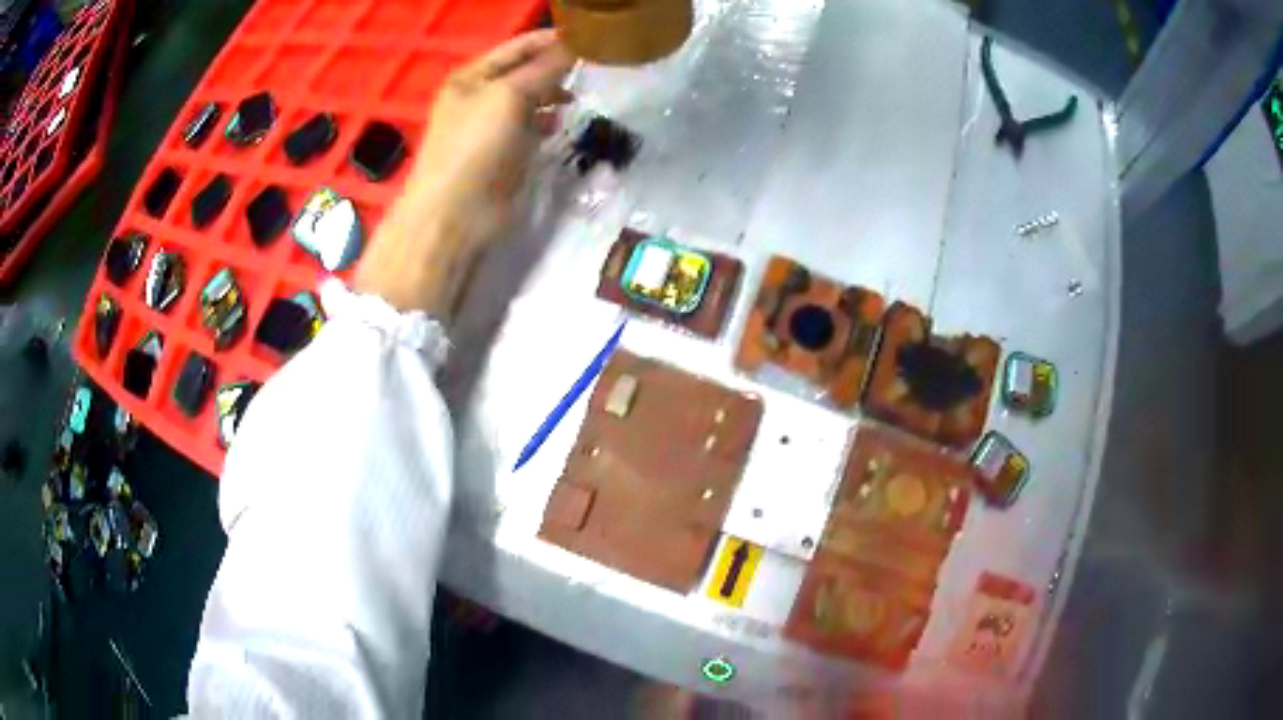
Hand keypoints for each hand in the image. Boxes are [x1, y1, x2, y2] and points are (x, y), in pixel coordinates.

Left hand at [356, 30, 574, 315]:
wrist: (455, 215)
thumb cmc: (476, 148)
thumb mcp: (509, 97)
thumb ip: (544, 69)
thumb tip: (574, 46)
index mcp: (471, 77)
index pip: (517, 47)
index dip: (551, 40)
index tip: (589, 38)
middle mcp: (478, 97)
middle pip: (524, 72)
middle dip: (555, 68)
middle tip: (591, 68)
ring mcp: (489, 127)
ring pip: (529, 100)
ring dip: (552, 96)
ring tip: (577, 98)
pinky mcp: (502, 154)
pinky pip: (529, 128)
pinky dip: (545, 124)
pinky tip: (560, 126)